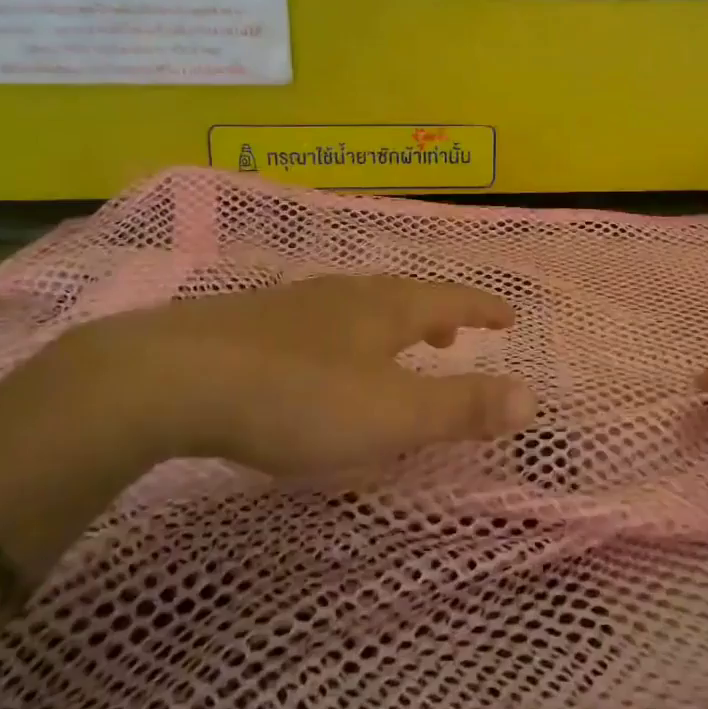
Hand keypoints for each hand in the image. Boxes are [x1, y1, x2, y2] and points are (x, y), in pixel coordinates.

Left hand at [53, 276, 533, 474]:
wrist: (174, 378)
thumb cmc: (298, 397)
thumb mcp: (390, 412)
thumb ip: (461, 407)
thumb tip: (532, 397)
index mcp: (384, 309)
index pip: (450, 299)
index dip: (483, 308)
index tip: (509, 313)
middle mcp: (345, 295)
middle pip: (402, 296)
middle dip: (435, 314)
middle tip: (453, 332)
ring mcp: (294, 306)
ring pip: (358, 306)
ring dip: (389, 323)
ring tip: (397, 345)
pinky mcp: (251, 325)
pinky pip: (319, 323)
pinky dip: (345, 336)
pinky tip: (322, 361)